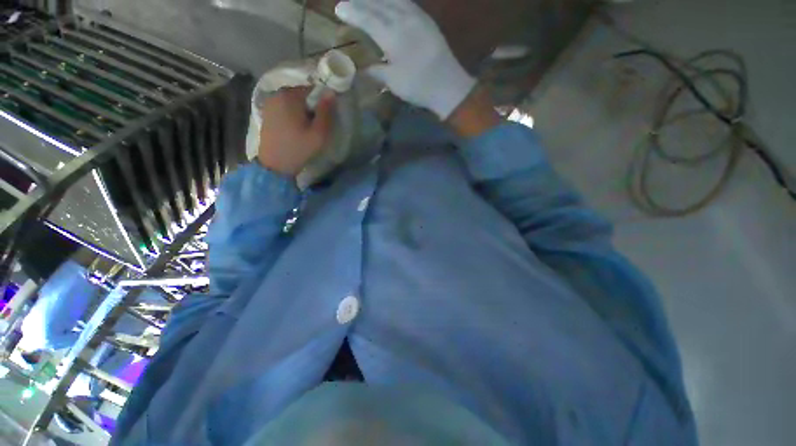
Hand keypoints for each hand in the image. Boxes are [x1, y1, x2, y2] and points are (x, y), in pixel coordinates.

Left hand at [257, 87, 334, 175]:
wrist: (275, 164)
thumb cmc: (299, 148)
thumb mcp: (319, 133)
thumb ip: (326, 112)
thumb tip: (331, 92)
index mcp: (290, 96)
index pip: (312, 88)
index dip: (321, 102)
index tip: (324, 117)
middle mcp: (277, 93)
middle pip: (302, 94)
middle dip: (311, 106)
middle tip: (316, 125)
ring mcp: (269, 102)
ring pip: (293, 101)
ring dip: (302, 110)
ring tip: (306, 128)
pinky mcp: (266, 111)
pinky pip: (284, 106)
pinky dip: (292, 113)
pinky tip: (295, 128)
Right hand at [335, 0, 475, 119]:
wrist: (448, 85)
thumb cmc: (418, 85)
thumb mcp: (393, 82)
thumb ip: (376, 71)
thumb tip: (361, 69)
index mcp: (392, 35)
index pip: (367, 18)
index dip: (352, 12)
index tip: (339, 8)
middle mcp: (403, 19)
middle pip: (378, 4)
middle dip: (362, 1)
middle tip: (349, 2)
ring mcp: (418, 17)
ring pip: (394, 0)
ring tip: (367, 0)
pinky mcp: (427, 21)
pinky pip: (407, 3)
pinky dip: (394, 0)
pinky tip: (391, 3)